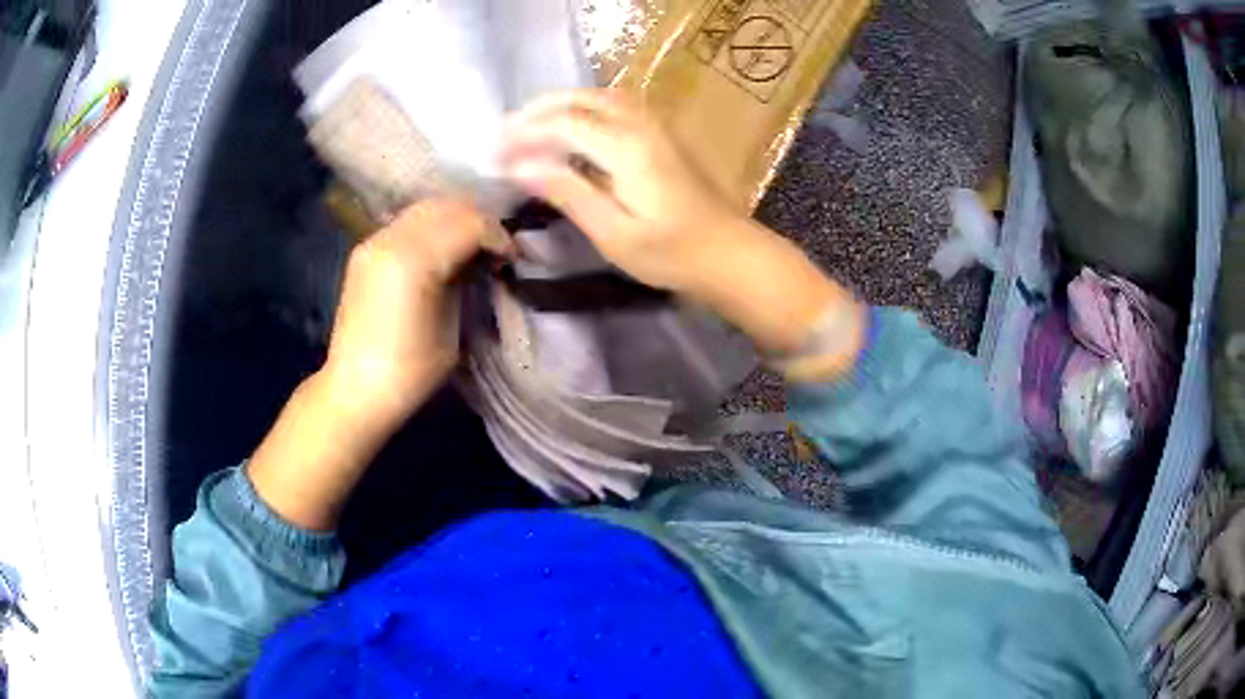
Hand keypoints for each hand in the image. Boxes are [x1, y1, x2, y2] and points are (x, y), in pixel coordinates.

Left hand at [247, 199, 489, 530]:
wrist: (355, 389)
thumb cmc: (410, 372)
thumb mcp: (452, 327)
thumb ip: (465, 281)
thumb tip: (481, 258)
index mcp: (414, 261)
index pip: (468, 223)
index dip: (497, 236)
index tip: (511, 257)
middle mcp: (390, 239)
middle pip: (447, 207)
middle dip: (478, 222)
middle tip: (495, 248)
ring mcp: (374, 240)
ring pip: (425, 208)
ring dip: (454, 220)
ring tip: (471, 246)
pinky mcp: (365, 249)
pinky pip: (406, 222)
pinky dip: (431, 227)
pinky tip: (441, 250)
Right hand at [499, 89, 865, 369]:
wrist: (730, 255)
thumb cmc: (672, 254)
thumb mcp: (614, 233)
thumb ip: (568, 192)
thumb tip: (520, 166)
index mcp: (626, 147)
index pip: (563, 123)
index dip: (523, 133)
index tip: (493, 154)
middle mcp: (641, 125)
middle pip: (582, 98)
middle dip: (538, 109)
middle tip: (506, 131)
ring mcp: (657, 126)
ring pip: (602, 95)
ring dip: (563, 103)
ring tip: (532, 125)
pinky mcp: (665, 136)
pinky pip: (618, 105)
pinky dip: (587, 107)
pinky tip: (575, 127)